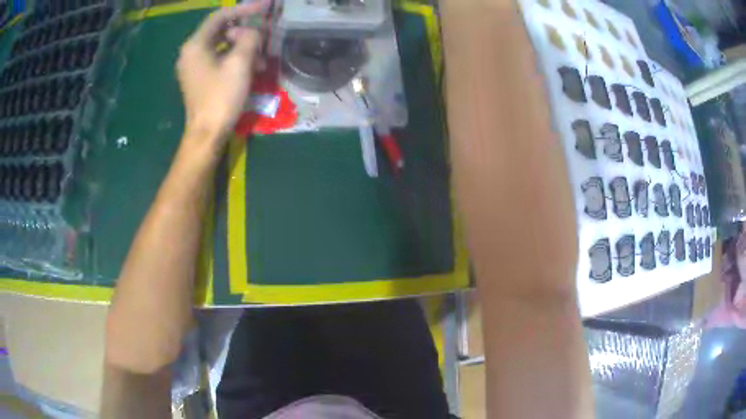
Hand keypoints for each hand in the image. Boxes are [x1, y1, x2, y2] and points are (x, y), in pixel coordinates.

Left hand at [177, 3, 263, 151]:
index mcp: (196, 45)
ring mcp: (193, 66)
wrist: (206, 134)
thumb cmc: (221, 97)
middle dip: (244, 29)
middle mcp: (190, 52)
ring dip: (242, 45)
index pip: (220, 16)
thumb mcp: (240, 63)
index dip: (243, 9)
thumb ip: (250, 38)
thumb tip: (254, 30)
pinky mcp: (198, 77)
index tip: (264, 7)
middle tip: (264, 33)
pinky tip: (250, 66)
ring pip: (221, 44)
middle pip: (220, 30)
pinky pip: (217, 58)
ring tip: (260, 55)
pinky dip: (234, 57)